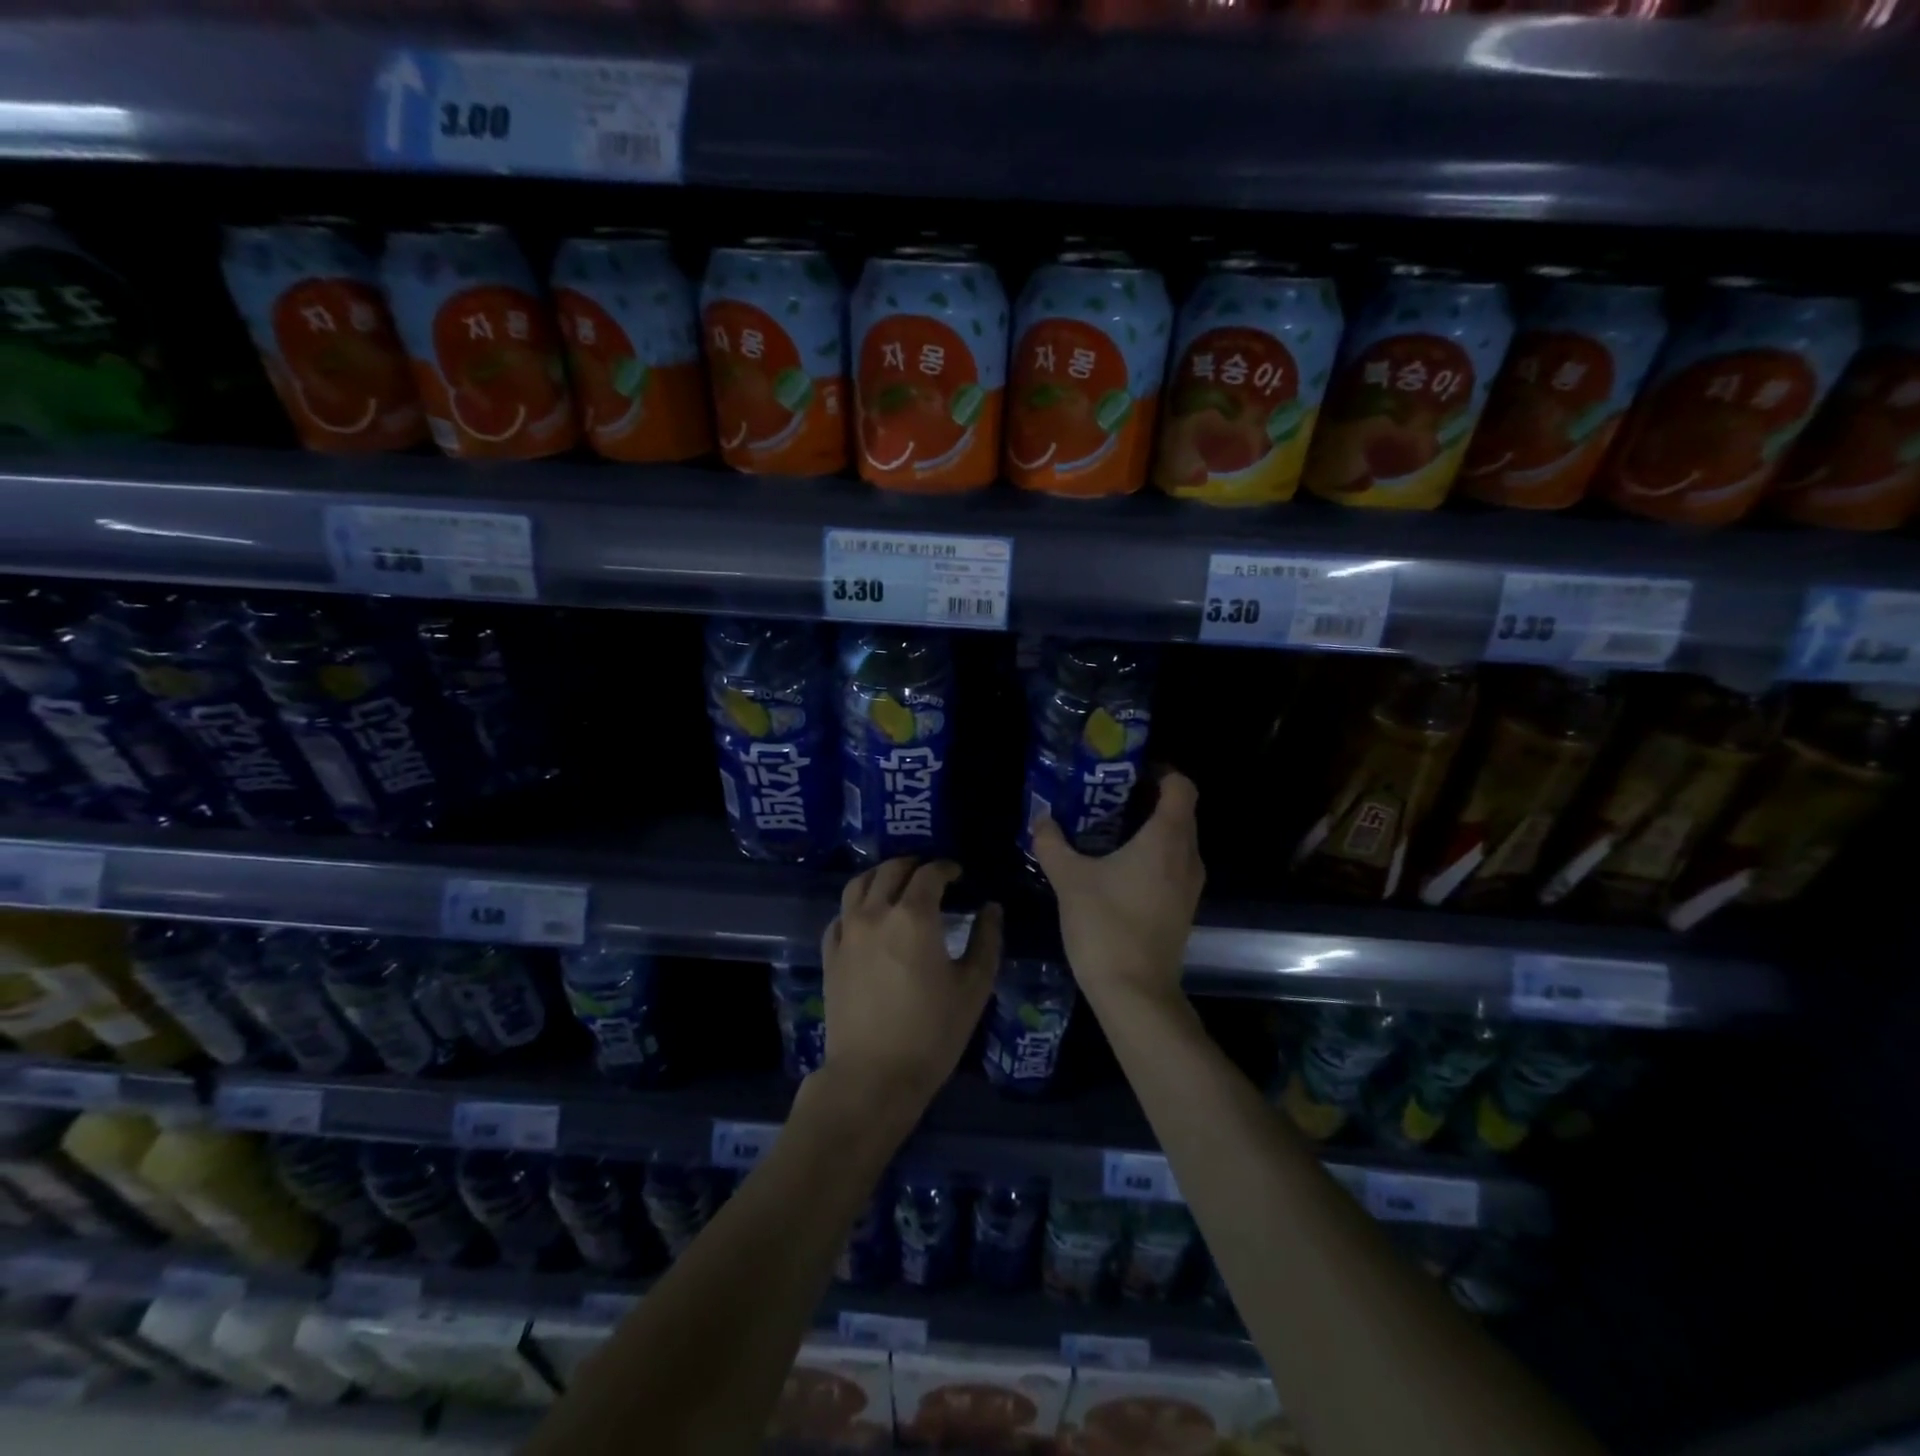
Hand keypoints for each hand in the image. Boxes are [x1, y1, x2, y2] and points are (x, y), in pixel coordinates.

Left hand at [820, 858, 1002, 1114]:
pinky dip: (856, 906)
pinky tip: (866, 918)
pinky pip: (840, 916)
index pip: (929, 874)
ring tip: (895, 883)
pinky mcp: (830, 955)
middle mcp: (875, 913)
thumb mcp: (974, 987)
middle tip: (929, 873)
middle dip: (913, 864)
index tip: (957, 873)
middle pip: (890, 870)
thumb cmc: (932, 1033)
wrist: (873, 1076)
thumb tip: (991, 907)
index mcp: (914, 916)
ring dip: (880, 875)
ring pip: (858, 885)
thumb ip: (986, 940)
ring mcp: (847, 933)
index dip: (945, 867)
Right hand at [1031, 769, 1203, 1009]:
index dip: (1160, 771)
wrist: (1134, 993)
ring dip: (1150, 828)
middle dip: (1148, 798)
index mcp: (1167, 839)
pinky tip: (1117, 867)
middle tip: (1107, 797)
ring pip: (1178, 840)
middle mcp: (1187, 856)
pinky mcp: (1182, 908)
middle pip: (1180, 811)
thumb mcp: (1069, 879)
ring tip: (1107, 829)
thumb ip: (1053, 843)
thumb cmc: (1106, 926)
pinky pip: (1173, 864)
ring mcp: (1189, 885)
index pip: (1181, 786)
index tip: (1128, 773)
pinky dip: (1152, 854)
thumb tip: (1041, 819)